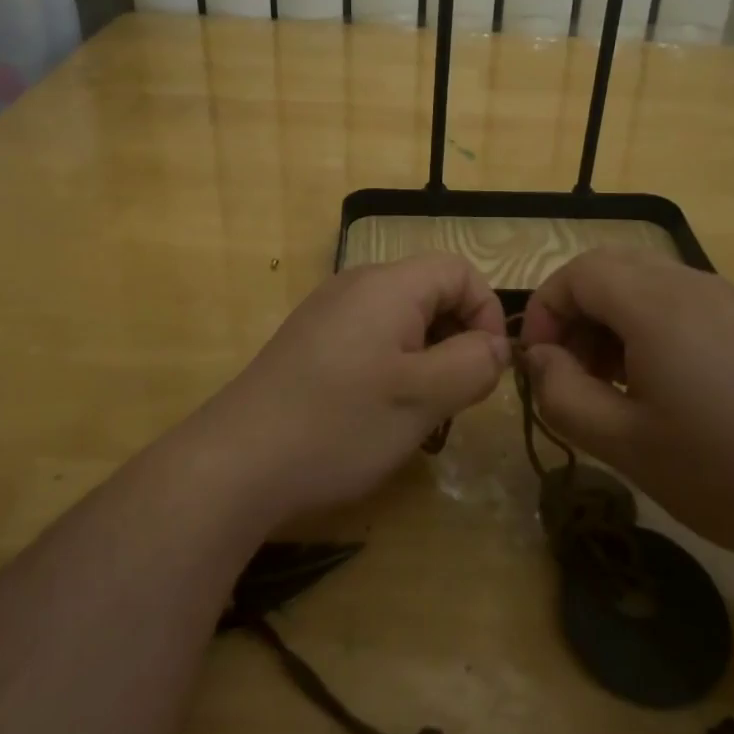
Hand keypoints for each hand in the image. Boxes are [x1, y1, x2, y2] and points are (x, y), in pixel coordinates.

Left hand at [193, 254, 510, 524]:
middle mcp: (356, 285)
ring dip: (426, 358)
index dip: (487, 313)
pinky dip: (392, 367)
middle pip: (430, 292)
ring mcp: (328, 313)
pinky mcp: (309, 343)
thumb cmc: (340, 423)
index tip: (487, 368)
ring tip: (421, 411)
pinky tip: (379, 413)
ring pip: (401, 320)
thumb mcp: (424, 397)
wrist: (237, 462)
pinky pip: (370, 339)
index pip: (460, 271)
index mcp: (388, 284)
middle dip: (457, 339)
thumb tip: (496, 346)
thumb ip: (474, 363)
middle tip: (456, 396)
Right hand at [519, 248, 733, 581]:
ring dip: (612, 319)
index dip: (545, 310)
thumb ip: (562, 394)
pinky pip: (681, 303)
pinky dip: (649, 328)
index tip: (539, 363)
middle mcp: (692, 284)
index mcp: (655, 303)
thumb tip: (541, 360)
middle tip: (571, 370)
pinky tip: (660, 388)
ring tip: (610, 384)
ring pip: (646, 283)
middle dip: (576, 311)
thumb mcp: (623, 443)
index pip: (577, 273)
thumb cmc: (722, 471)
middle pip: (610, 268)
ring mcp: (729, 301)